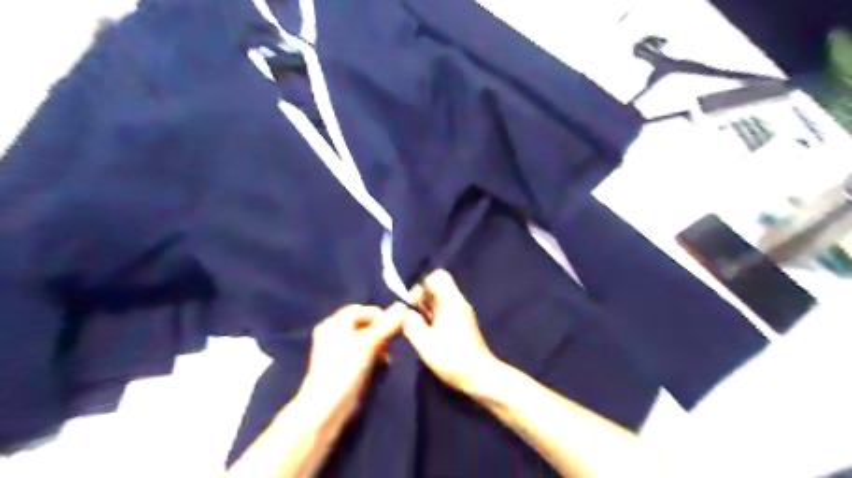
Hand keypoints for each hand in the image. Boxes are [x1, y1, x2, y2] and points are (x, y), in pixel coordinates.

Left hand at [296, 304, 402, 423]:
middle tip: (393, 340)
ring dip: (379, 344)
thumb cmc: (345, 369)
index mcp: (334, 323)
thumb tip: (403, 306)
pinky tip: (381, 365)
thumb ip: (386, 324)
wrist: (325, 409)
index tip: (395, 326)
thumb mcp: (368, 343)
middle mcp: (333, 333)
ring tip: (387, 355)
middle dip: (380, 330)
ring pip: (364, 339)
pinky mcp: (342, 367)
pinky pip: (362, 353)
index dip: (379, 315)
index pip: (361, 309)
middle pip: (363, 323)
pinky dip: (373, 355)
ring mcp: (337, 351)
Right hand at [398, 269, 499, 395]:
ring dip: (427, 312)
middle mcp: (459, 302)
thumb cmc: (451, 357)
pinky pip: (445, 313)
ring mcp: (463, 314)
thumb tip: (406, 313)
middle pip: (437, 289)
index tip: (413, 305)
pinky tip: (430, 338)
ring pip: (440, 302)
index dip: (422, 286)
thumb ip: (410, 323)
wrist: (480, 376)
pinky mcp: (464, 326)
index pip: (437, 276)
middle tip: (413, 320)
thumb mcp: (423, 342)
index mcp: (451, 300)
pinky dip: (435, 320)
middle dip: (422, 301)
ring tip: (419, 331)